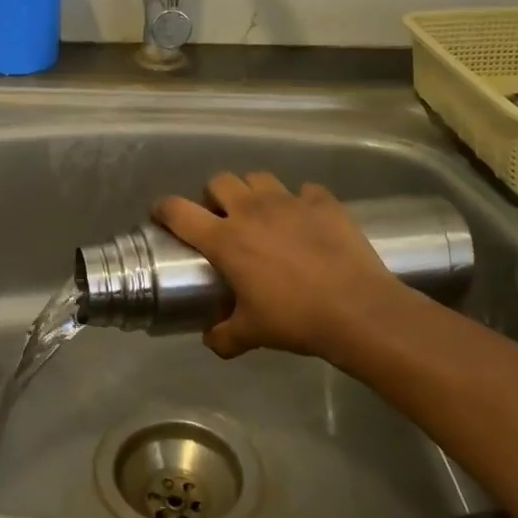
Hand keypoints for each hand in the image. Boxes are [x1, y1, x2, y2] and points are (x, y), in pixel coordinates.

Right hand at [153, 173, 403, 360]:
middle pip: (220, 181)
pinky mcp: (323, 201)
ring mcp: (289, 201)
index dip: (164, 209)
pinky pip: (305, 190)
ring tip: (262, 215)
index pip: (179, 212)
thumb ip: (223, 336)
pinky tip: (307, 222)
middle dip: (214, 196)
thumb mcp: (252, 333)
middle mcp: (252, 211)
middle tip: (222, 219)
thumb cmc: (295, 319)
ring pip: (259, 177)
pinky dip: (300, 202)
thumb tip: (211, 339)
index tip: (161, 215)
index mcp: (226, 239)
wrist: (357, 309)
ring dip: (254, 192)